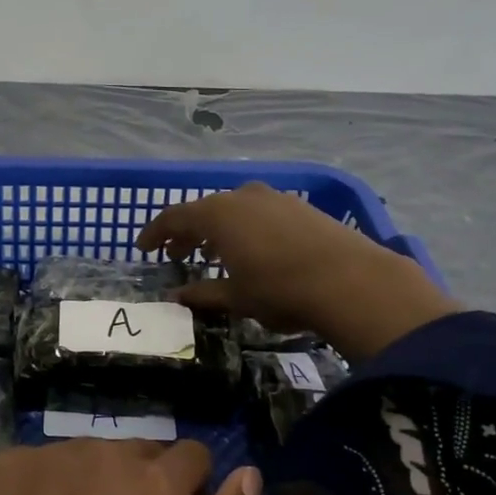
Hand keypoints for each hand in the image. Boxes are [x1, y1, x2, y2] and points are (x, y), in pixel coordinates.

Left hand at [0, 439, 259, 494]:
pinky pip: (37, 466)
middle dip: (137, 487)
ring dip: (87, 486)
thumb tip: (250, 474)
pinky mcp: (1, 464)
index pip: (193, 458)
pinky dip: (39, 491)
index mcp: (155, 482)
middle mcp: (104, 451)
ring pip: (86, 458)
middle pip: (137, 454)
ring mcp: (48, 454)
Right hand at [136, 181, 459, 360]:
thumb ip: (202, 294)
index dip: (156, 232)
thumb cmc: (281, 290)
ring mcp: (274, 198)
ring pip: (234, 209)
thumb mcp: (236, 297)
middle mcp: (242, 197)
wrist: (352, 281)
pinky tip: (252, 250)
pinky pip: (259, 212)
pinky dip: (245, 228)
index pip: (174, 217)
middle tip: (177, 254)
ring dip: (218, 230)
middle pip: (204, 210)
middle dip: (187, 232)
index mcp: (218, 215)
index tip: (143, 247)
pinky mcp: (300, 207)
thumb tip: (175, 298)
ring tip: (213, 254)